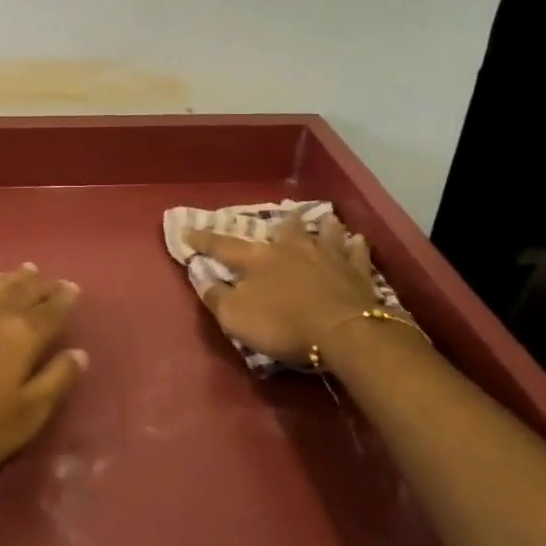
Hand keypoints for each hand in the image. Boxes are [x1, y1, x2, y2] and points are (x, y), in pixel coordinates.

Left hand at [0, 263, 88, 483]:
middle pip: (24, 291)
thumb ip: (55, 382)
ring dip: (15, 277)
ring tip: (26, 270)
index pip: (51, 311)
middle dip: (41, 284)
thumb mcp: (25, 416)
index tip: (73, 288)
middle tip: (53, 279)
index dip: (64, 299)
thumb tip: (79, 353)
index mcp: (23, 335)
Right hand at [184, 215, 384, 364]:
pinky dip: (355, 246)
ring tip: (325, 220)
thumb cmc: (283, 324)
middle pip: (285, 230)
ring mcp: (327, 257)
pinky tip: (357, 240)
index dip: (203, 239)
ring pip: (324, 234)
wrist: (343, 330)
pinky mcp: (357, 272)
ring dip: (322, 227)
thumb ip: (217, 297)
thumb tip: (204, 278)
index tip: (187, 230)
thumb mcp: (236, 317)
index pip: (223, 246)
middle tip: (284, 215)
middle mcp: (291, 249)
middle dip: (282, 224)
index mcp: (258, 259)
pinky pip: (356, 253)